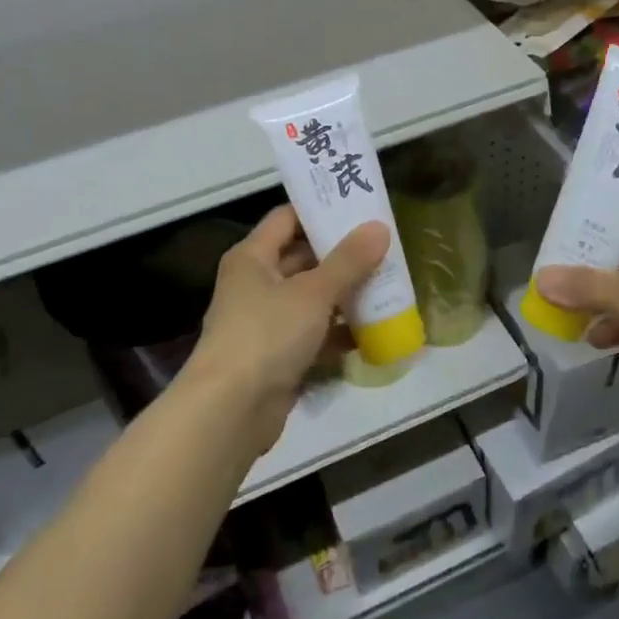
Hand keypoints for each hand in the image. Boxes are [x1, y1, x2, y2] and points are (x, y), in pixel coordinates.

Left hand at [181, 205, 390, 453]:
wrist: (231, 411)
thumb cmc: (267, 335)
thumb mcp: (312, 292)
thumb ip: (348, 261)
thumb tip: (379, 227)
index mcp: (252, 257)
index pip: (287, 218)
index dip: (320, 209)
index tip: (359, 207)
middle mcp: (255, 284)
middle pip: (302, 258)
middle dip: (342, 255)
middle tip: (384, 247)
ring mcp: (266, 322)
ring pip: (311, 298)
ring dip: (345, 295)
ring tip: (388, 284)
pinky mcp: (278, 356)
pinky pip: (314, 334)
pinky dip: (339, 332)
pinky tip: (373, 331)